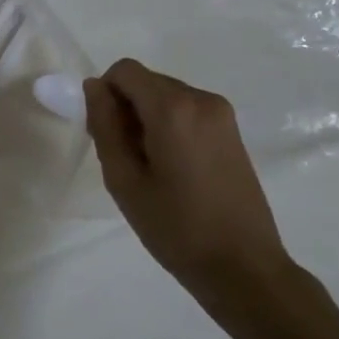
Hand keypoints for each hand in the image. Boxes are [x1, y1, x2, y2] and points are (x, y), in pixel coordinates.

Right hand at [84, 59, 296, 321]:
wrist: (243, 267)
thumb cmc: (175, 227)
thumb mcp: (124, 179)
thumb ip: (104, 126)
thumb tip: (94, 87)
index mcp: (173, 108)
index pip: (125, 71)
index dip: (105, 94)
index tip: (105, 134)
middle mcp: (201, 99)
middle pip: (146, 81)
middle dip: (126, 108)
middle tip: (123, 157)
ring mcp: (221, 114)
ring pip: (165, 95)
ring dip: (147, 118)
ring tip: (149, 168)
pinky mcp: (231, 131)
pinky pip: (186, 110)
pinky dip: (168, 126)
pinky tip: (172, 168)